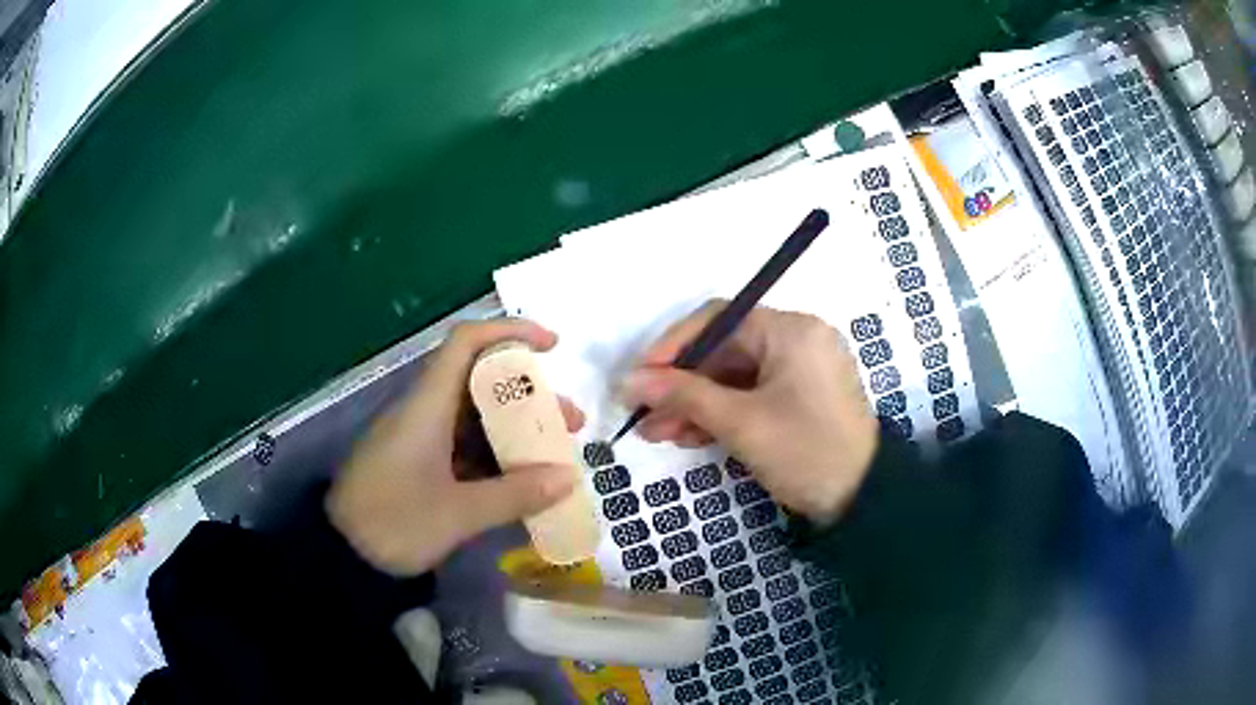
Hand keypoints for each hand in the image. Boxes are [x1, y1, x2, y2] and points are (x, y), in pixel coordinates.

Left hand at [327, 320, 583, 576]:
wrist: (341, 554)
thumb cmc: (394, 524)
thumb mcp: (457, 514)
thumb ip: (514, 495)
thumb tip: (569, 477)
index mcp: (427, 406)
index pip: (466, 342)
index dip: (510, 332)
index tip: (553, 347)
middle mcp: (424, 412)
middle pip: (481, 382)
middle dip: (529, 397)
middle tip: (569, 424)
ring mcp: (420, 438)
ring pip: (476, 417)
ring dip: (516, 430)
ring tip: (555, 459)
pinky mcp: (419, 462)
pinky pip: (465, 446)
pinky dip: (496, 456)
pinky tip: (522, 481)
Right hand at [622, 301, 877, 526]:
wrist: (861, 502)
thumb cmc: (804, 452)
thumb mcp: (741, 423)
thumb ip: (683, 395)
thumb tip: (629, 380)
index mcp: (791, 330)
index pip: (719, 320)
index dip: (673, 346)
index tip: (640, 377)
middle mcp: (798, 339)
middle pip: (725, 352)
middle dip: (682, 385)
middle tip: (645, 416)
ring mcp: (801, 370)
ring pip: (735, 377)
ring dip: (697, 404)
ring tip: (660, 434)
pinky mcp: (801, 397)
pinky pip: (753, 395)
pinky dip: (723, 413)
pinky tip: (692, 436)